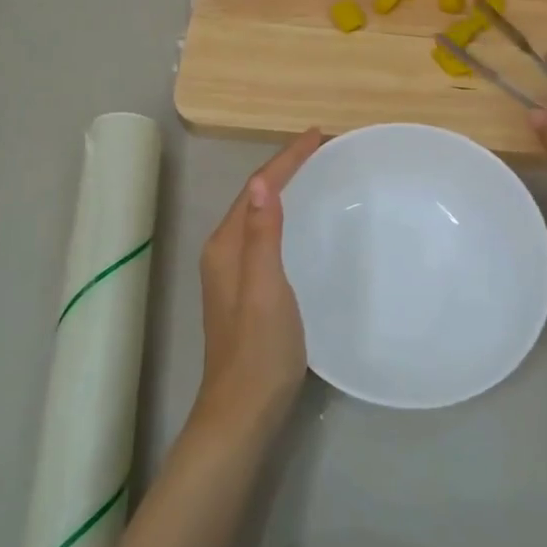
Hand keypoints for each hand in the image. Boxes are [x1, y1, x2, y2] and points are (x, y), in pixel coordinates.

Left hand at [193, 129, 323, 438]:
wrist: (243, 410)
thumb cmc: (259, 349)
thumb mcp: (265, 288)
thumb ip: (262, 235)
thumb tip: (263, 181)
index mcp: (226, 246)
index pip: (257, 188)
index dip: (286, 159)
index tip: (318, 135)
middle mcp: (224, 252)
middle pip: (255, 196)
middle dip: (285, 168)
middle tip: (321, 149)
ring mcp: (233, 272)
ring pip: (260, 215)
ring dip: (284, 190)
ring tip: (316, 173)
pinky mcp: (246, 289)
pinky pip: (265, 236)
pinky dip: (284, 216)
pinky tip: (303, 223)